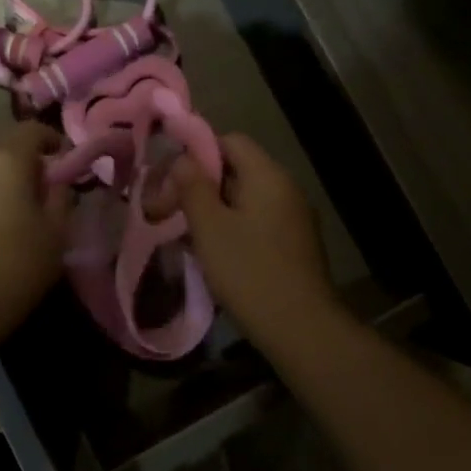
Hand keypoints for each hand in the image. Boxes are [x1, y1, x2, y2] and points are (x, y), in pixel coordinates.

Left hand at [0, 121, 69, 334]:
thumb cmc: (16, 264)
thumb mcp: (57, 232)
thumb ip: (61, 196)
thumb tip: (56, 182)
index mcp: (5, 157)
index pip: (33, 130)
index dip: (52, 142)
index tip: (64, 164)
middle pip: (4, 149)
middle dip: (24, 164)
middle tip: (40, 194)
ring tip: (10, 214)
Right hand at [169, 133, 336, 342]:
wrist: (302, 329)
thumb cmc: (250, 272)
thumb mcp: (210, 227)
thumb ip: (192, 186)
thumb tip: (182, 159)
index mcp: (267, 175)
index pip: (229, 141)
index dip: (196, 152)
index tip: (169, 179)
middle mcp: (285, 188)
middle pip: (236, 169)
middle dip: (199, 185)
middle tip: (168, 210)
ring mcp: (293, 218)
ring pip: (244, 198)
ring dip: (212, 210)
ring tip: (184, 234)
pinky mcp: (294, 244)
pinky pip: (256, 221)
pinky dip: (231, 228)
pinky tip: (212, 253)